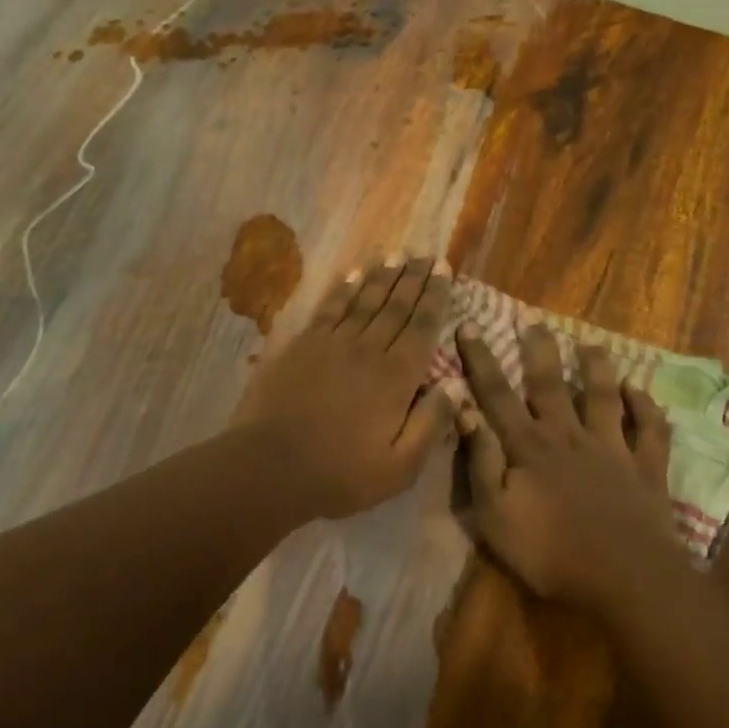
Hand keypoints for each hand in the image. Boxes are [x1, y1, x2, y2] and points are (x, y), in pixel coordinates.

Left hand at [236, 257, 460, 516]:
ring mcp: (332, 344)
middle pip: (396, 306)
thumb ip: (431, 422)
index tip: (444, 270)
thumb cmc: (341, 473)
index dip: (435, 296)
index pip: (422, 326)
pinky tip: (353, 274)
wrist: (270, 466)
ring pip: (364, 301)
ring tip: (396, 255)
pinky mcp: (302, 345)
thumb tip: (457, 384)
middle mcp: (368, 350)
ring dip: (382, 276)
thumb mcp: (400, 466)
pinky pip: (330, 309)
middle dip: (414, 278)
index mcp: (396, 377)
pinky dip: (344, 289)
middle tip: (425, 255)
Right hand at [454, 320, 676, 613]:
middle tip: (534, 322)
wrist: (625, 579)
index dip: (481, 360)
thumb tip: (465, 410)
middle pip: (550, 385)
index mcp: (529, 447)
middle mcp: (569, 436)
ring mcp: (612, 450)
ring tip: (592, 344)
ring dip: (597, 369)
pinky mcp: (646, 469)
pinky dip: (646, 407)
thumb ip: (480, 461)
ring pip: (603, 397)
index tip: (469, 326)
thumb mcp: (495, 515)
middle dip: (539, 352)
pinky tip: (640, 391)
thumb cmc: (550, 552)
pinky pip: (650, 430)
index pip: (497, 395)